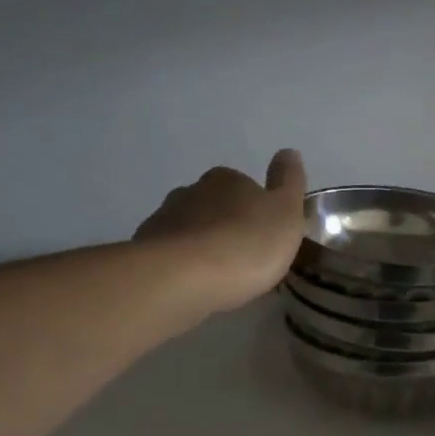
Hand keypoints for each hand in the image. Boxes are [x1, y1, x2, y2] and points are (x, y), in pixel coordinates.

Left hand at [135, 150, 306, 314]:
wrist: (183, 278)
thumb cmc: (246, 244)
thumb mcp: (286, 213)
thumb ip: (289, 182)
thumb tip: (288, 152)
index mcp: (228, 179)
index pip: (246, 186)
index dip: (257, 209)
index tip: (265, 234)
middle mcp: (192, 191)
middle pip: (215, 205)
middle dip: (227, 224)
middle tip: (243, 255)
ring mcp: (164, 218)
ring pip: (190, 228)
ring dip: (202, 244)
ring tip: (217, 274)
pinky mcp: (144, 249)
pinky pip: (170, 253)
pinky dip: (182, 263)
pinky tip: (192, 284)